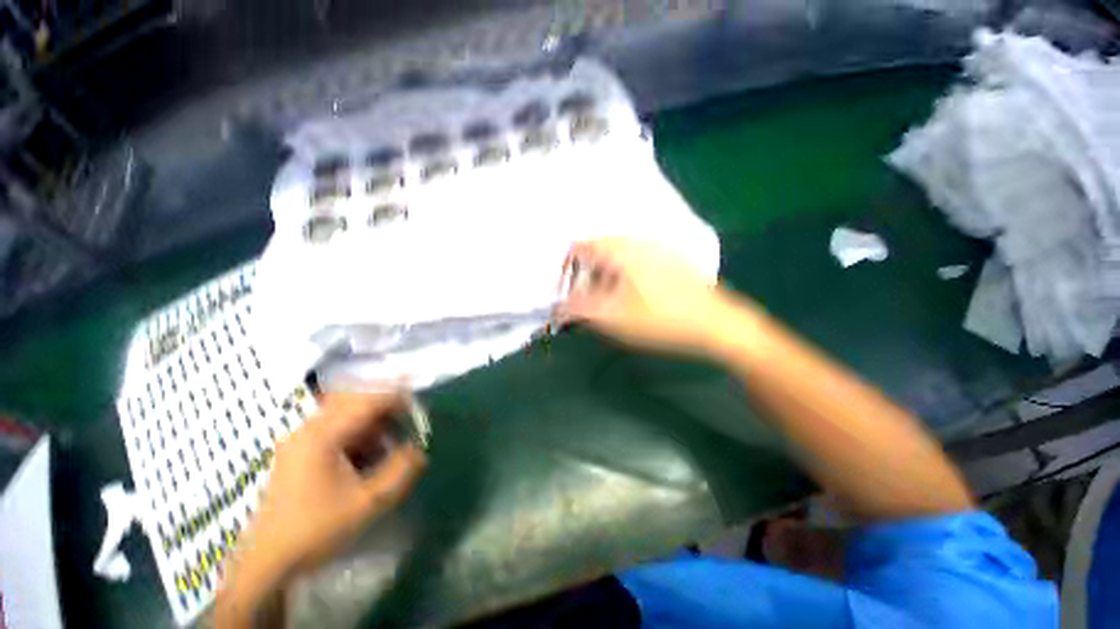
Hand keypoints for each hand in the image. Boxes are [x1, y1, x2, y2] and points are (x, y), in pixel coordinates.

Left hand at [217, 392, 425, 626]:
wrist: (266, 563)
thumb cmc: (316, 531)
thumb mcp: (368, 503)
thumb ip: (401, 470)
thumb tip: (419, 448)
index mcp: (323, 435)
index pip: (369, 400)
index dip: (399, 400)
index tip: (419, 413)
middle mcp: (309, 428)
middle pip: (356, 399)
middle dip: (386, 408)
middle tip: (407, 423)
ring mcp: (300, 439)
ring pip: (345, 413)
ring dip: (372, 421)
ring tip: (390, 442)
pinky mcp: (298, 452)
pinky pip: (335, 429)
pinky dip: (357, 434)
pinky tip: (366, 457)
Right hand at [556, 238, 726, 353]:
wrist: (716, 323)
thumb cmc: (660, 319)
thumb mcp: (613, 317)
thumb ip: (579, 310)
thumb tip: (557, 309)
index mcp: (620, 249)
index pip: (579, 247)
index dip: (566, 269)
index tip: (567, 293)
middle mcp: (637, 240)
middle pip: (597, 252)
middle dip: (586, 277)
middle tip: (587, 303)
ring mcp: (656, 247)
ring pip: (617, 257)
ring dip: (605, 278)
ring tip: (609, 303)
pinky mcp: (670, 259)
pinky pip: (635, 261)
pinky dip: (623, 276)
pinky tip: (634, 298)